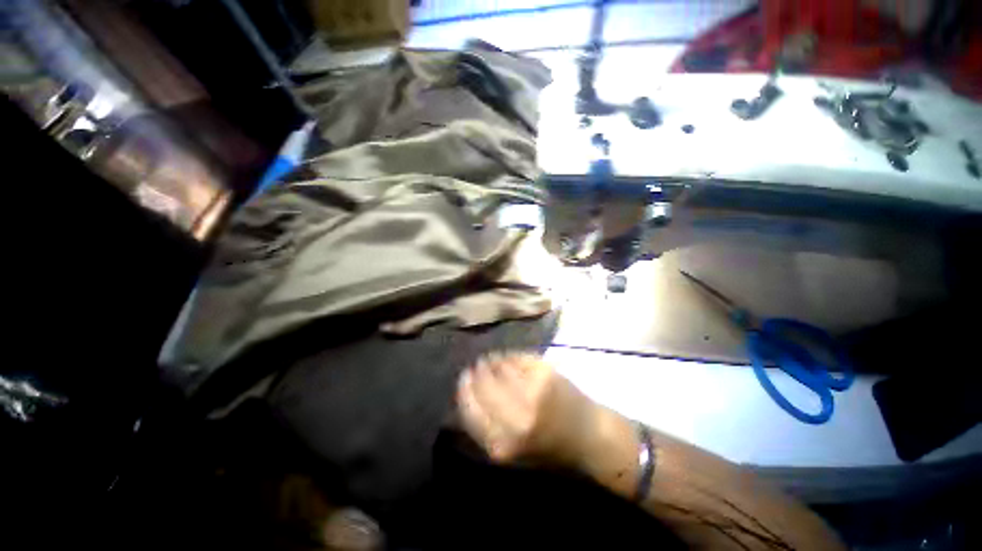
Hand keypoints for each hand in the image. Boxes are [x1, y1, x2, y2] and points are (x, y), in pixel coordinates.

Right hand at [455, 352, 597, 466]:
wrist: (589, 436)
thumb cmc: (547, 448)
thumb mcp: (509, 451)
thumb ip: (483, 426)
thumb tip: (464, 391)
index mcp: (502, 444)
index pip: (469, 407)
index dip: (465, 388)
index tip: (465, 377)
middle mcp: (516, 417)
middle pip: (483, 383)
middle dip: (478, 371)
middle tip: (479, 365)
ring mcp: (532, 392)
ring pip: (499, 366)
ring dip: (494, 361)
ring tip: (495, 361)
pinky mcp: (545, 373)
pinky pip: (517, 357)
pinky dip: (511, 356)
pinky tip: (512, 360)